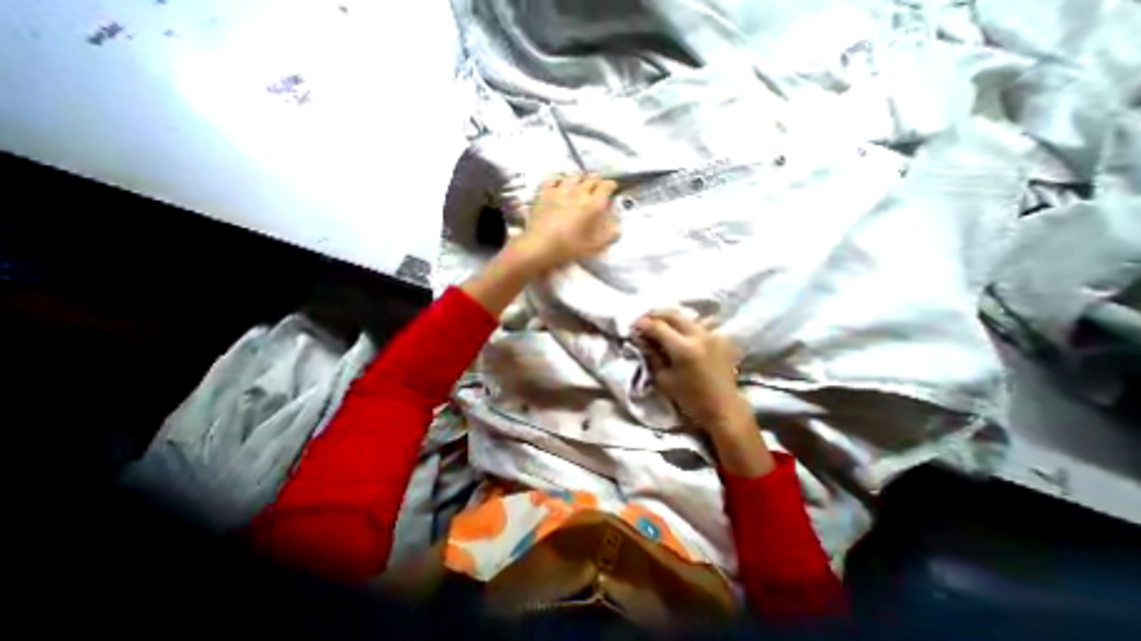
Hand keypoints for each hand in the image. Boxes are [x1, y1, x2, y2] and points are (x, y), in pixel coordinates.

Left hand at [521, 172, 621, 269]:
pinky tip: (558, 182)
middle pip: (591, 178)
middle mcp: (579, 192)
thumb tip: (618, 227)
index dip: (611, 185)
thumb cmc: (572, 247)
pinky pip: (552, 179)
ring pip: (573, 176)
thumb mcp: (596, 246)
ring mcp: (561, 190)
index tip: (612, 187)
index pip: (606, 186)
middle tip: (598, 182)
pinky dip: (558, 179)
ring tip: (580, 179)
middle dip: (596, 179)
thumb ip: (610, 235)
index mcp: (594, 204)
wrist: (543, 245)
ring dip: (579, 177)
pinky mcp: (545, 193)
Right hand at [638, 308, 755, 431]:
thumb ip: (651, 355)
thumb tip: (641, 338)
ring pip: (686, 316)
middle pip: (672, 314)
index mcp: (684, 349)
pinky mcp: (720, 338)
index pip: (658, 326)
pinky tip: (677, 332)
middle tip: (643, 321)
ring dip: (669, 317)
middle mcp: (700, 336)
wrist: (724, 408)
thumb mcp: (663, 379)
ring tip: (658, 324)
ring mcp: (713, 335)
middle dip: (654, 314)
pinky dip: (684, 324)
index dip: (642, 324)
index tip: (632, 326)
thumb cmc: (690, 399)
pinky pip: (698, 324)